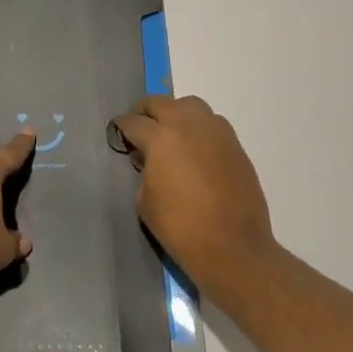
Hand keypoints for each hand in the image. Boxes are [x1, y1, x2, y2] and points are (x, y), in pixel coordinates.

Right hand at [111, 94, 273, 290]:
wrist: (233, 247)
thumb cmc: (180, 228)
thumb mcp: (144, 200)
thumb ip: (143, 171)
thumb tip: (149, 160)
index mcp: (160, 138)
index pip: (133, 122)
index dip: (121, 128)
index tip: (117, 134)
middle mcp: (188, 125)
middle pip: (160, 103)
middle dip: (145, 113)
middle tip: (139, 129)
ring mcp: (215, 132)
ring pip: (190, 106)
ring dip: (175, 114)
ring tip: (170, 135)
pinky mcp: (235, 145)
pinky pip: (212, 124)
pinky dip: (198, 128)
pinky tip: (194, 150)